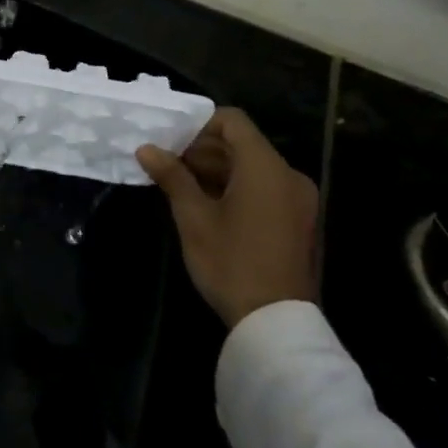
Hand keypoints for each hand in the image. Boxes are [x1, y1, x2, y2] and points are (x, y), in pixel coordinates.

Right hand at [137, 108, 317, 327]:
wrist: (278, 325)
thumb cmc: (231, 262)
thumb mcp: (194, 218)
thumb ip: (172, 176)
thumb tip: (147, 149)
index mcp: (265, 167)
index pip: (233, 121)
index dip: (199, 124)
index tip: (171, 142)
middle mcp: (289, 176)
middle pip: (243, 144)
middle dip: (204, 150)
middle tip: (169, 165)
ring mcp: (300, 201)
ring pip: (253, 168)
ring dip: (219, 170)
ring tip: (182, 186)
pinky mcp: (301, 223)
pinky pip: (266, 189)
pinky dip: (238, 188)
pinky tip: (209, 207)